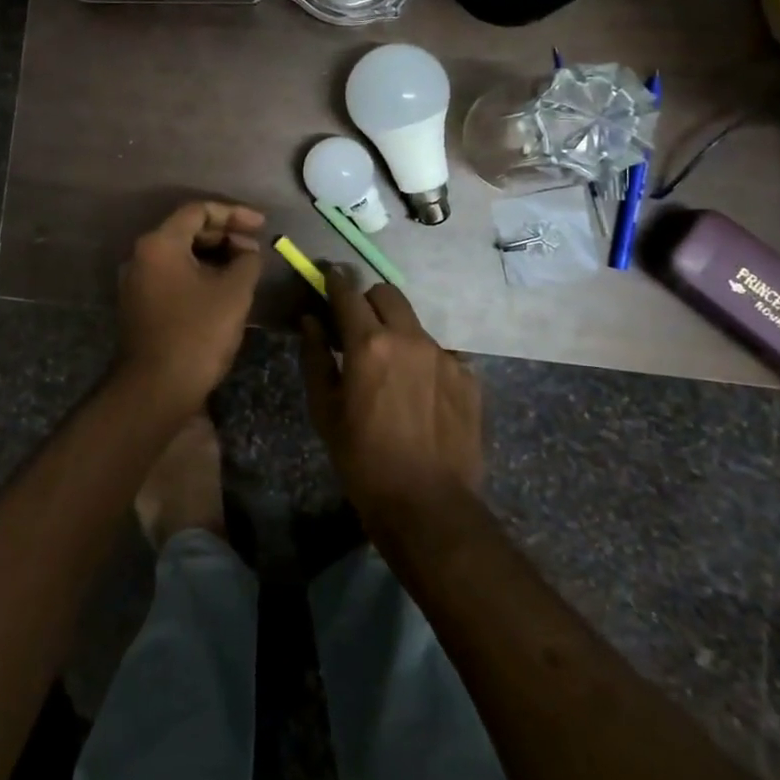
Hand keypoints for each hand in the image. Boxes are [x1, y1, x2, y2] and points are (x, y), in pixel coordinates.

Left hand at [115, 201, 265, 413]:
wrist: (156, 389)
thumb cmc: (197, 333)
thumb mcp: (234, 292)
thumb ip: (247, 261)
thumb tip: (248, 252)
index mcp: (160, 243)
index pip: (199, 211)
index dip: (234, 214)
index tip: (262, 226)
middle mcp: (142, 255)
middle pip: (187, 230)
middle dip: (225, 235)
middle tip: (256, 248)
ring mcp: (137, 281)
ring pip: (180, 254)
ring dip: (214, 256)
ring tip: (245, 268)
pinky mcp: (140, 304)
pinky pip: (173, 275)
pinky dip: (199, 274)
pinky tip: (224, 288)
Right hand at [299, 266, 483, 526]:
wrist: (428, 505)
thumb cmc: (362, 459)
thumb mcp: (324, 410)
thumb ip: (316, 356)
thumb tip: (310, 320)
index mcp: (369, 343)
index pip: (348, 293)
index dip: (335, 280)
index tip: (328, 274)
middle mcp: (409, 338)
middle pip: (387, 294)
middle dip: (368, 300)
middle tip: (358, 326)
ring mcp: (444, 356)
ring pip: (414, 323)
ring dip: (397, 331)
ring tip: (392, 368)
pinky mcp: (468, 377)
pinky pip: (440, 353)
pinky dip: (424, 361)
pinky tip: (420, 394)